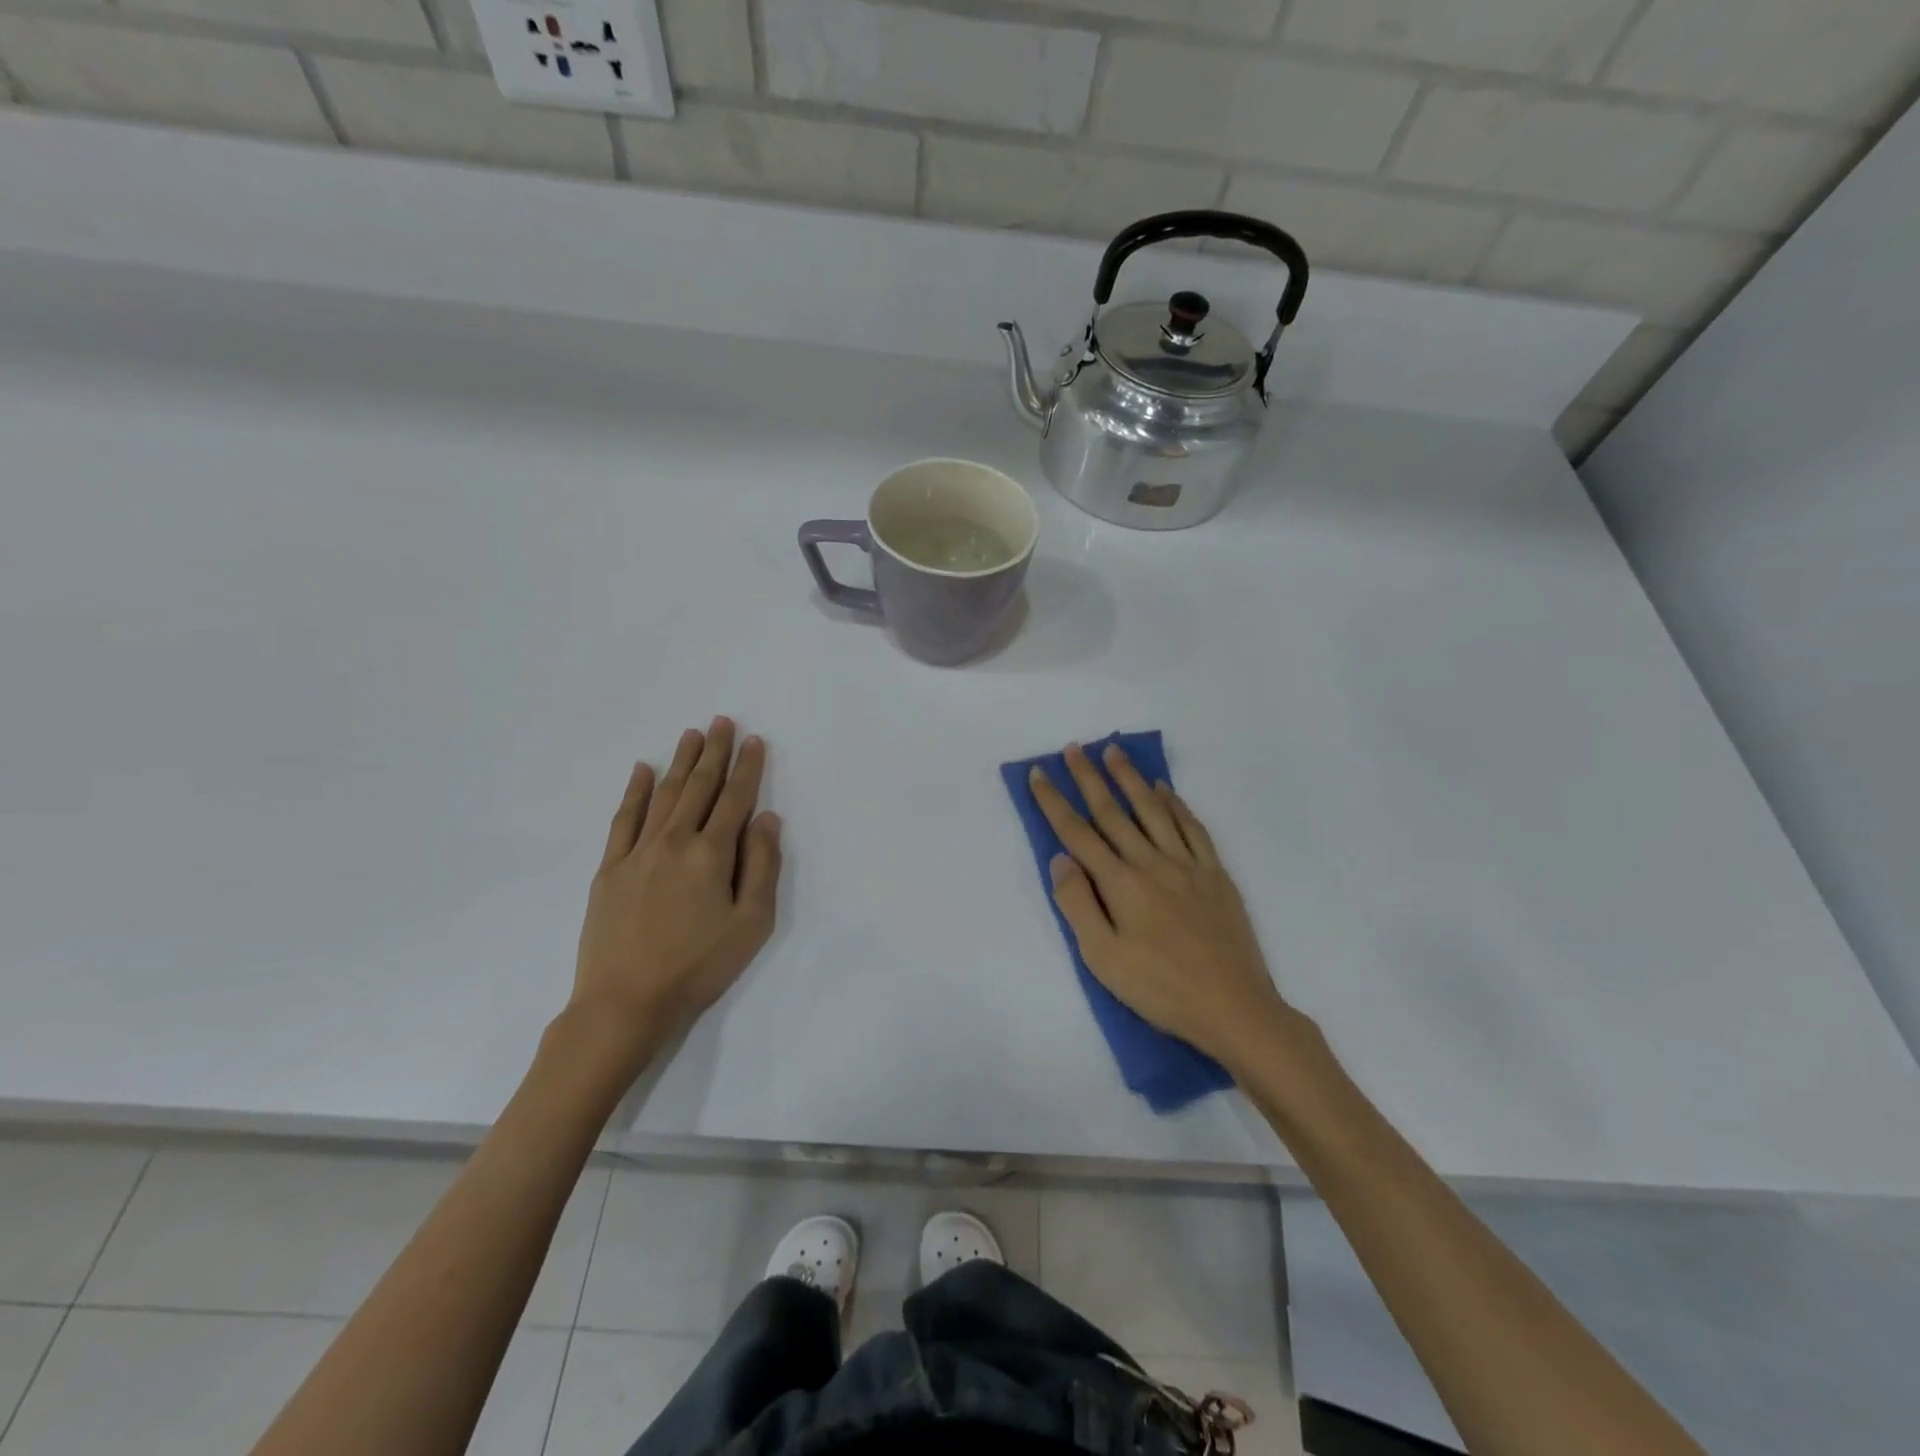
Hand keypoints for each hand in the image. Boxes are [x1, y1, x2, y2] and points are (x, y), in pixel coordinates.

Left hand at [569, 718, 781, 1069]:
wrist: (625, 1003)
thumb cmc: (698, 967)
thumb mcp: (751, 923)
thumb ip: (761, 866)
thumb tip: (766, 817)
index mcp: (711, 854)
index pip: (735, 799)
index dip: (748, 768)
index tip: (755, 740)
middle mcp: (674, 841)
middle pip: (699, 787)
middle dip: (714, 752)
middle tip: (722, 721)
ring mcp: (637, 852)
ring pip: (664, 795)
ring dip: (680, 762)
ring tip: (691, 734)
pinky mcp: (610, 869)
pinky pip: (624, 819)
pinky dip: (635, 792)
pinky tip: (642, 771)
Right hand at [1030, 742, 1289, 1070]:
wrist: (1234, 1007)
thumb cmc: (1160, 988)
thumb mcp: (1103, 958)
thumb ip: (1078, 904)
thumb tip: (1060, 859)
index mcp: (1121, 883)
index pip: (1077, 833)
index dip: (1054, 801)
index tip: (1038, 773)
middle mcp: (1151, 862)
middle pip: (1113, 812)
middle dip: (1089, 777)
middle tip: (1074, 748)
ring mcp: (1187, 865)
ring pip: (1153, 810)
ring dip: (1130, 779)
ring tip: (1114, 752)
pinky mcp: (1215, 874)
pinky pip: (1192, 828)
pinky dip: (1176, 804)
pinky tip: (1166, 790)